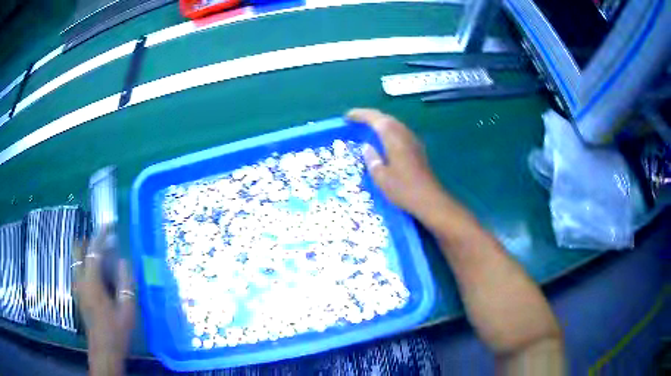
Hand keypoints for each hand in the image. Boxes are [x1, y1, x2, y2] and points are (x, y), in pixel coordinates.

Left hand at [73, 226, 134, 375]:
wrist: (104, 350)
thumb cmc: (116, 331)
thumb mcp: (127, 309)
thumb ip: (125, 283)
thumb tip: (124, 260)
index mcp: (92, 282)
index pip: (93, 250)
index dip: (101, 235)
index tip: (110, 226)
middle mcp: (80, 280)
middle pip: (78, 250)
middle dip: (89, 241)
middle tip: (104, 243)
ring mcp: (77, 287)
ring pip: (77, 259)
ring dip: (87, 253)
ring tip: (103, 257)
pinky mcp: (78, 293)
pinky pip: (79, 270)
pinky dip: (86, 264)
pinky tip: (99, 275)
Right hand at [346, 108, 445, 219]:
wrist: (429, 200)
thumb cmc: (403, 189)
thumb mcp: (381, 177)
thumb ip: (372, 158)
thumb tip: (367, 147)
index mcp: (393, 138)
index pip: (375, 119)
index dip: (360, 115)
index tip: (347, 116)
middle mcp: (404, 134)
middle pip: (386, 118)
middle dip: (370, 116)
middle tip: (355, 120)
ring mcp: (413, 141)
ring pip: (394, 124)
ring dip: (380, 122)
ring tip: (367, 128)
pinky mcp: (417, 149)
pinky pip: (399, 132)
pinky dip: (388, 131)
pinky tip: (383, 140)